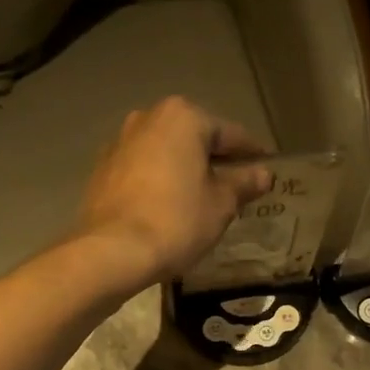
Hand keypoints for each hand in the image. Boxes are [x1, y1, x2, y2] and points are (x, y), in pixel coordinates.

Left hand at [78, 97, 270, 287]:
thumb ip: (243, 183)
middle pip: (194, 138)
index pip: (230, 134)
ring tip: (202, 197)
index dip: (252, 153)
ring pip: (165, 152)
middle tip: (236, 185)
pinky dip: (159, 181)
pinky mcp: (102, 169)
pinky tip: (169, 205)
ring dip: (185, 169)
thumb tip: (264, 173)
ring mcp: (120, 142)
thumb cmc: (176, 221)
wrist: (112, 251)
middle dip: (214, 159)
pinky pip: (142, 169)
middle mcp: (148, 118)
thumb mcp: (221, 204)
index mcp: (183, 117)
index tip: (266, 167)